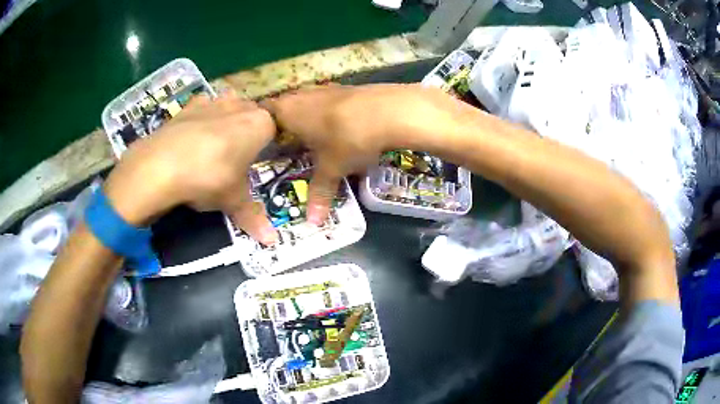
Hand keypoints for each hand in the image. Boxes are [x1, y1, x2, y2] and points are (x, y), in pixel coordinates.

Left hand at [104, 92, 278, 244]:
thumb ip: (253, 216)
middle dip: (247, 131)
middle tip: (237, 156)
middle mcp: (240, 106)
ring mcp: (212, 102)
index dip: (267, 144)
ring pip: (228, 105)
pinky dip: (201, 118)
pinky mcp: (188, 106)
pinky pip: (203, 107)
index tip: (258, 160)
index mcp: (259, 125)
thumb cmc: (209, 178)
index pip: (274, 129)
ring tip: (215, 145)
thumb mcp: (233, 201)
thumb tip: (272, 241)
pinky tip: (193, 137)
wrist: (161, 165)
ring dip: (226, 119)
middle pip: (251, 114)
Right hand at [263, 83, 467, 223]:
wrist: (388, 111)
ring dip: (309, 118)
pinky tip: (340, 127)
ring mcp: (325, 89)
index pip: (264, 112)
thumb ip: (320, 193)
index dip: (263, 126)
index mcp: (287, 111)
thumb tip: (313, 223)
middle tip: (288, 145)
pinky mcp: (346, 88)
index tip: (264, 141)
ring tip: (314, 139)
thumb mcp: (331, 169)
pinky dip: (329, 114)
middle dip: (287, 125)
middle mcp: (302, 95)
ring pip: (308, 103)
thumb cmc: (346, 139)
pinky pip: (328, 102)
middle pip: (286, 107)